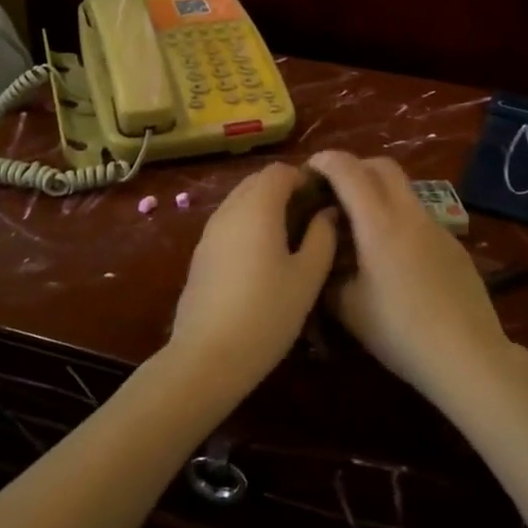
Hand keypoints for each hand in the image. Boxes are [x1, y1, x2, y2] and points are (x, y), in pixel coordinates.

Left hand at [168, 162, 337, 398]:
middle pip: (257, 181)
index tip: (324, 198)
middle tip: (310, 215)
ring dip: (264, 206)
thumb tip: (327, 213)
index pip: (280, 171)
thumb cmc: (266, 313)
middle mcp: (229, 210)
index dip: (304, 177)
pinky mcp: (200, 254)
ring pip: (240, 201)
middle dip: (284, 189)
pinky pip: (228, 222)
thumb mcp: (307, 277)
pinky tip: (263, 256)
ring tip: (291, 235)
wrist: (207, 356)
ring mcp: (209, 232)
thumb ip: (322, 237)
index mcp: (258, 208)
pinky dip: (248, 224)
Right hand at [307, 151, 513, 402]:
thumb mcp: (347, 308)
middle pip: (382, 166)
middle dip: (354, 167)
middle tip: (333, 190)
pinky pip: (419, 215)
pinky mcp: (453, 244)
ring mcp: (436, 226)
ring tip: (360, 225)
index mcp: (378, 222)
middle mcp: (409, 213)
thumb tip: (322, 256)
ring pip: (404, 189)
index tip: (307, 171)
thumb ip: (327, 274)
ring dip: (378, 192)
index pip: (348, 169)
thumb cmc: (399, 331)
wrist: (468, 355)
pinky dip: (398, 217)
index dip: (325, 161)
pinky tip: (393, 256)